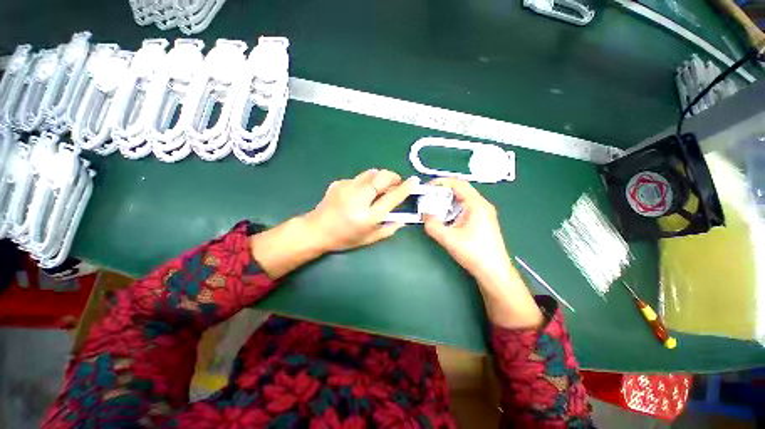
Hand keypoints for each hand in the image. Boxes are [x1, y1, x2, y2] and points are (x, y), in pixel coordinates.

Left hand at [304, 169, 415, 251]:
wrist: (316, 230)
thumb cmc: (344, 238)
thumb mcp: (369, 239)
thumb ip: (388, 229)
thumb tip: (403, 220)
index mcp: (367, 217)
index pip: (391, 198)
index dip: (405, 188)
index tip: (414, 181)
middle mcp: (358, 199)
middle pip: (381, 178)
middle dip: (393, 177)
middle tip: (395, 183)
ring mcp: (346, 188)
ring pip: (371, 173)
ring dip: (380, 178)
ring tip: (378, 188)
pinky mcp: (339, 182)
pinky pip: (359, 178)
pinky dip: (366, 183)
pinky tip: (359, 193)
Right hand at [423, 178, 511, 283]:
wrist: (494, 272)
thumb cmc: (474, 253)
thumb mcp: (448, 238)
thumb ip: (432, 225)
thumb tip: (424, 215)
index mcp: (477, 204)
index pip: (459, 184)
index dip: (442, 182)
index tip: (428, 187)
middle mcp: (482, 205)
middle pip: (461, 190)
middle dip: (443, 192)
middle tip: (428, 198)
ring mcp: (484, 213)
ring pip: (462, 200)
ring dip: (447, 202)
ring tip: (434, 208)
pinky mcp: (482, 221)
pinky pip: (465, 208)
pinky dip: (453, 209)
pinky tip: (446, 218)